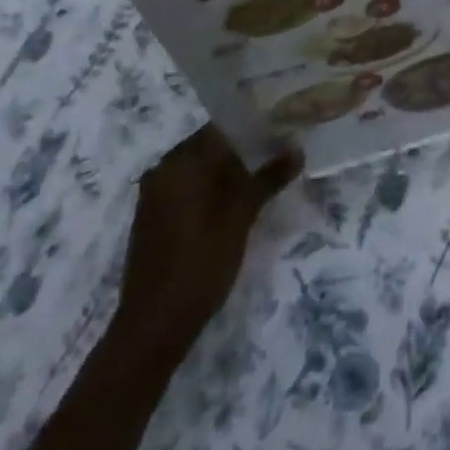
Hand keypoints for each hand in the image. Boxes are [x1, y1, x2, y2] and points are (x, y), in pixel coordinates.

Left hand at [118, 126, 299, 349]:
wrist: (154, 324)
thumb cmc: (201, 259)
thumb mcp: (241, 215)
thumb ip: (268, 177)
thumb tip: (297, 149)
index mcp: (181, 160)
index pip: (221, 126)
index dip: (252, 125)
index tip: (279, 127)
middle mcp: (163, 169)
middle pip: (209, 147)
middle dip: (242, 149)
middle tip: (276, 153)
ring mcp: (154, 196)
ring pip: (198, 170)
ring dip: (226, 172)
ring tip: (261, 178)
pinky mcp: (153, 220)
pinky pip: (186, 190)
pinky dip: (209, 191)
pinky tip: (233, 205)